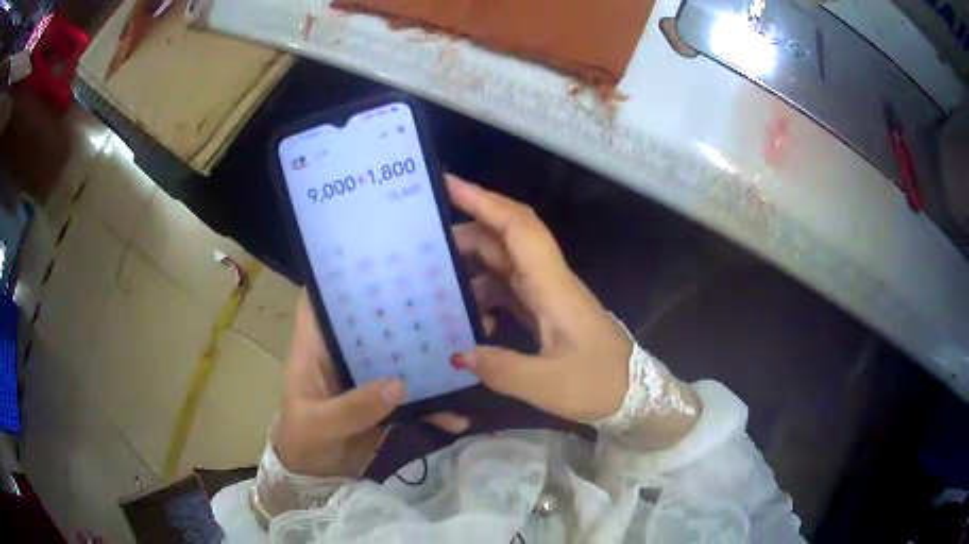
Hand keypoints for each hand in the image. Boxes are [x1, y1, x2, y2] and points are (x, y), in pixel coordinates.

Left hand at [274, 291, 468, 476]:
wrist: (317, 480)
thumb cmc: (303, 443)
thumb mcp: (320, 424)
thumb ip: (354, 407)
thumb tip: (398, 384)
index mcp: (315, 348)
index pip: (320, 299)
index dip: (337, 274)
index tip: (372, 257)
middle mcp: (341, 354)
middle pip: (368, 320)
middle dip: (397, 307)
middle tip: (437, 289)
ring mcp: (365, 378)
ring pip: (395, 353)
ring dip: (424, 352)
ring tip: (462, 341)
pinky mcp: (383, 402)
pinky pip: (410, 395)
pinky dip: (432, 404)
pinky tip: (458, 413)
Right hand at [448, 175, 631, 423]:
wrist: (636, 394)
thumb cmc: (600, 385)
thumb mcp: (549, 386)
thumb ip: (501, 369)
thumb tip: (458, 353)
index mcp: (554, 288)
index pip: (519, 229)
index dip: (485, 201)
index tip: (449, 184)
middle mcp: (551, 282)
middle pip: (506, 240)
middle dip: (466, 233)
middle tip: (423, 245)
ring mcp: (549, 296)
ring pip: (506, 263)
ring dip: (472, 265)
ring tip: (436, 282)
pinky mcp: (547, 312)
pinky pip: (509, 289)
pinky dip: (485, 293)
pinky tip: (468, 315)